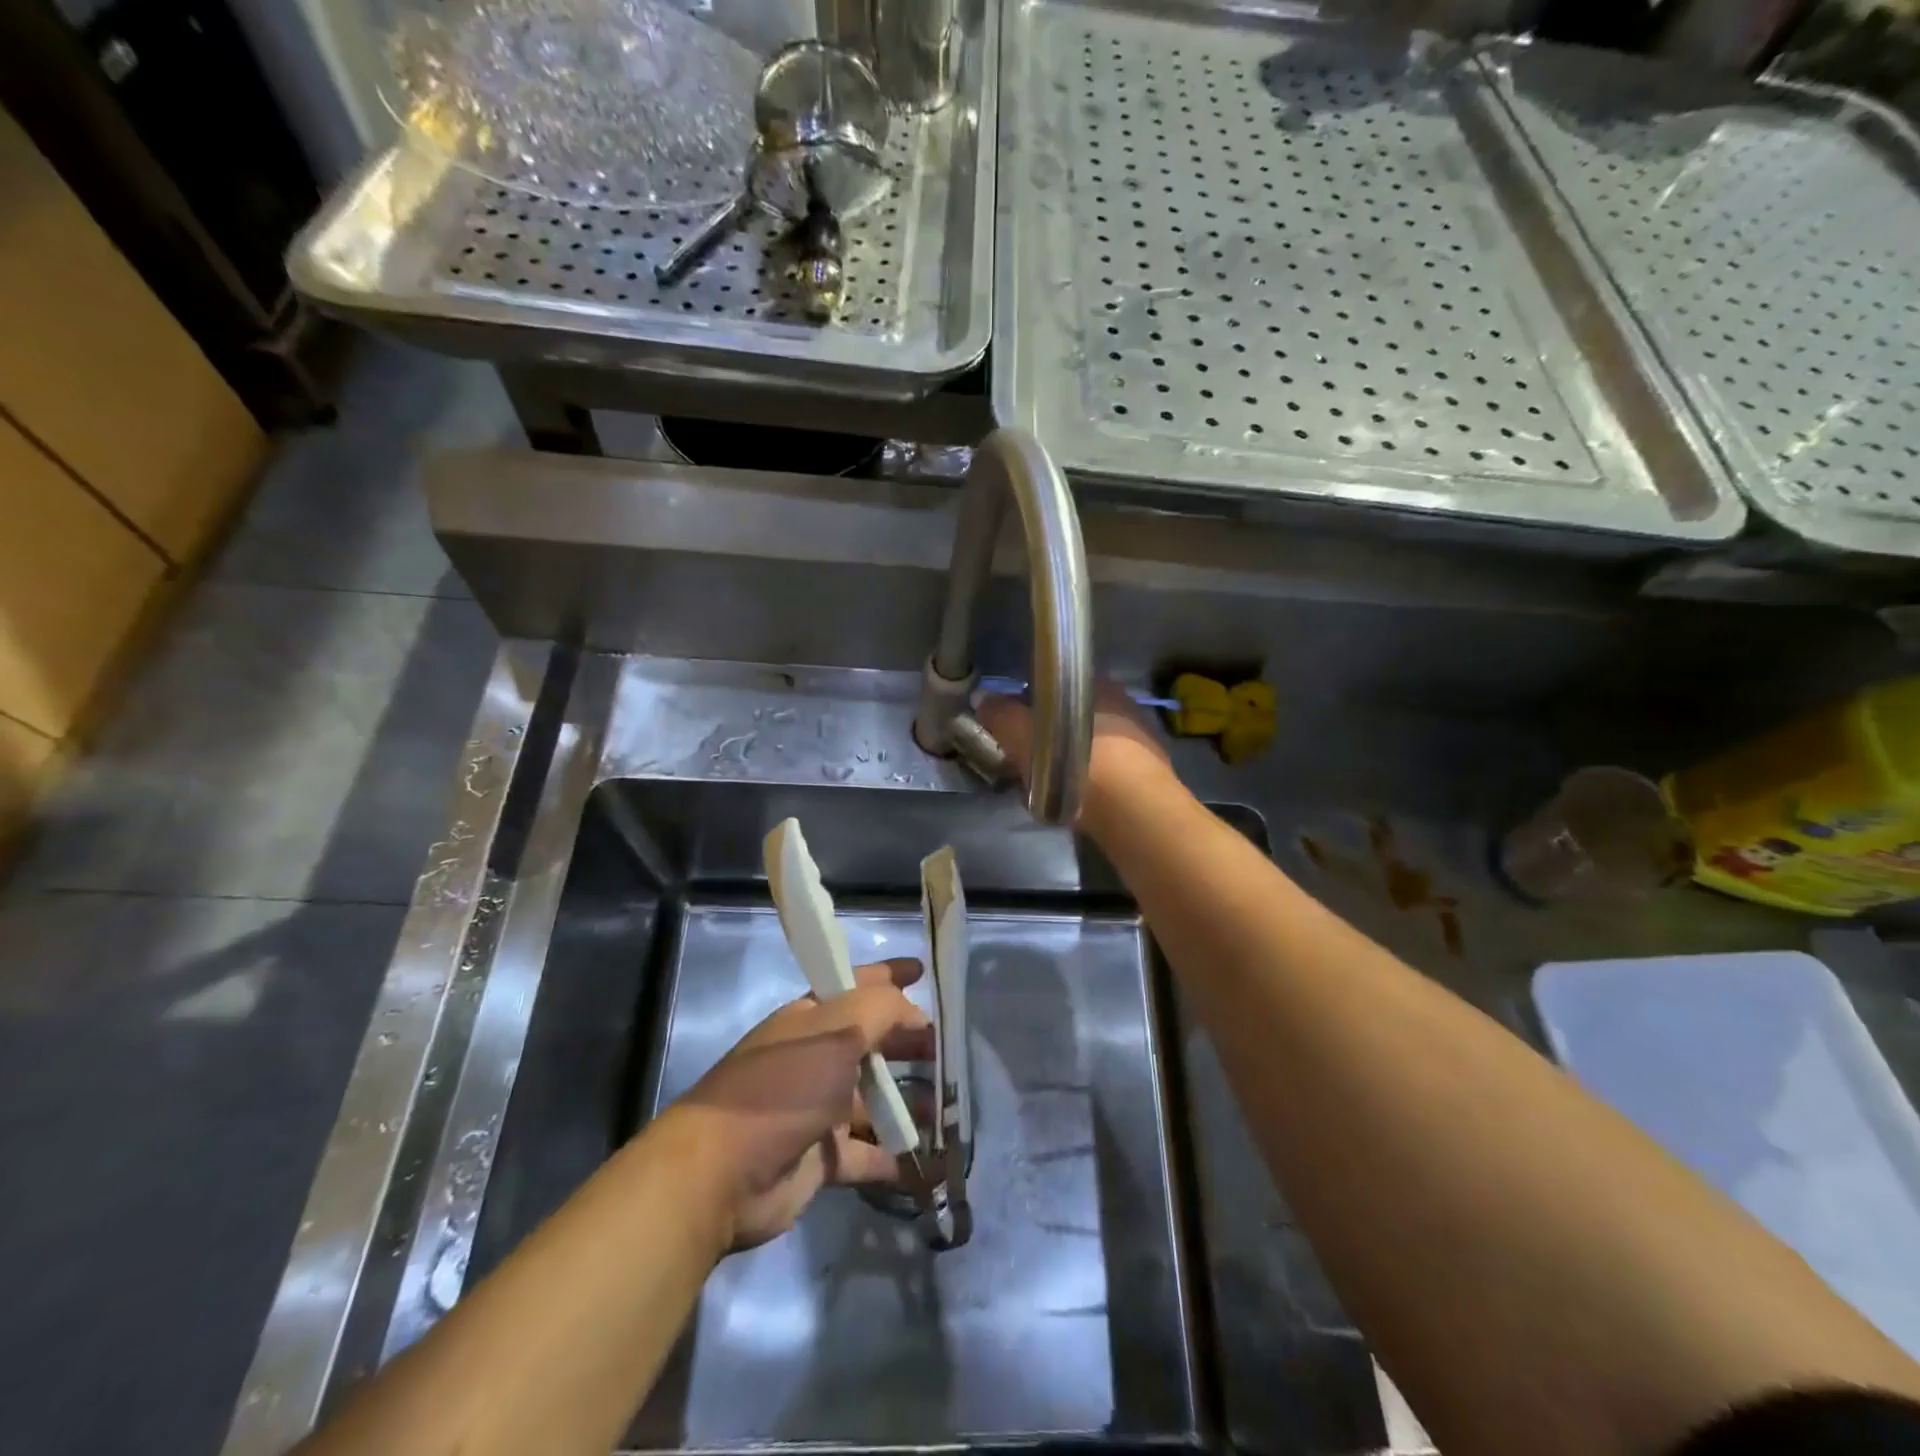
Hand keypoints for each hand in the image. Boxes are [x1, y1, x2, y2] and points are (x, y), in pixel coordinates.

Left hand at [661, 958, 932, 1250]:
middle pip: (871, 1043)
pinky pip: (868, 1153)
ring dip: (908, 1102)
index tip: (923, 971)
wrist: (721, 1174)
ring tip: (948, 1108)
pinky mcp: (821, 1159)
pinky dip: (896, 1158)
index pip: (857, 984)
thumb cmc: (783, 1087)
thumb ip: (881, 1010)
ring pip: (873, 1100)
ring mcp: (817, 1110)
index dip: (889, 975)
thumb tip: (914, 1012)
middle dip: (908, 1042)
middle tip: (947, 1050)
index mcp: (812, 1019)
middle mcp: (815, 1059)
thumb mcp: (836, 1031)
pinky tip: (929, 1163)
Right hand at [977, 683, 1172, 819]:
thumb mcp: (1024, 736)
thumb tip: (983, 699)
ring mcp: (1141, 739)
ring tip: (1051, 783)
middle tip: (1030, 757)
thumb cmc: (1075, 762)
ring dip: (1073, 758)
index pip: (1059, 685)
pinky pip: (1110, 771)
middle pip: (1076, 715)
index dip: (1034, 703)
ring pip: (1094, 743)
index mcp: (1097, 685)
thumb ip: (1002, 715)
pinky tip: (1079, 797)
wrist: (1131, 809)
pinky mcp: (1150, 774)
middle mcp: (1123, 704)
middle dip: (1054, 732)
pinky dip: (1093, 780)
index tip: (1017, 725)